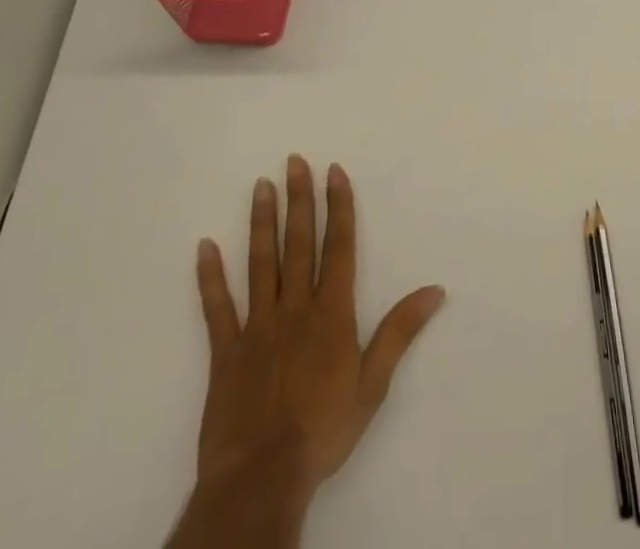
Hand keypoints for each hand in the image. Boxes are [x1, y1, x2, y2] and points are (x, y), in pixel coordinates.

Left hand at [169, 156, 444, 548]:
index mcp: (331, 312)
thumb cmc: (323, 430)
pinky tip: (205, 246)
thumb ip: (400, 332)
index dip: (339, 206)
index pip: (339, 246)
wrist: (262, 477)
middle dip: (299, 200)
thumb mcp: (373, 384)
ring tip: (260, 186)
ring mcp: (257, 326)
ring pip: (260, 262)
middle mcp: (295, 307)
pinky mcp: (226, 351)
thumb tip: (435, 290)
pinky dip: (210, 277)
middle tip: (294, 162)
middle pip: (299, 243)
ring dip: (261, 222)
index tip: (334, 171)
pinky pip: (217, 307)